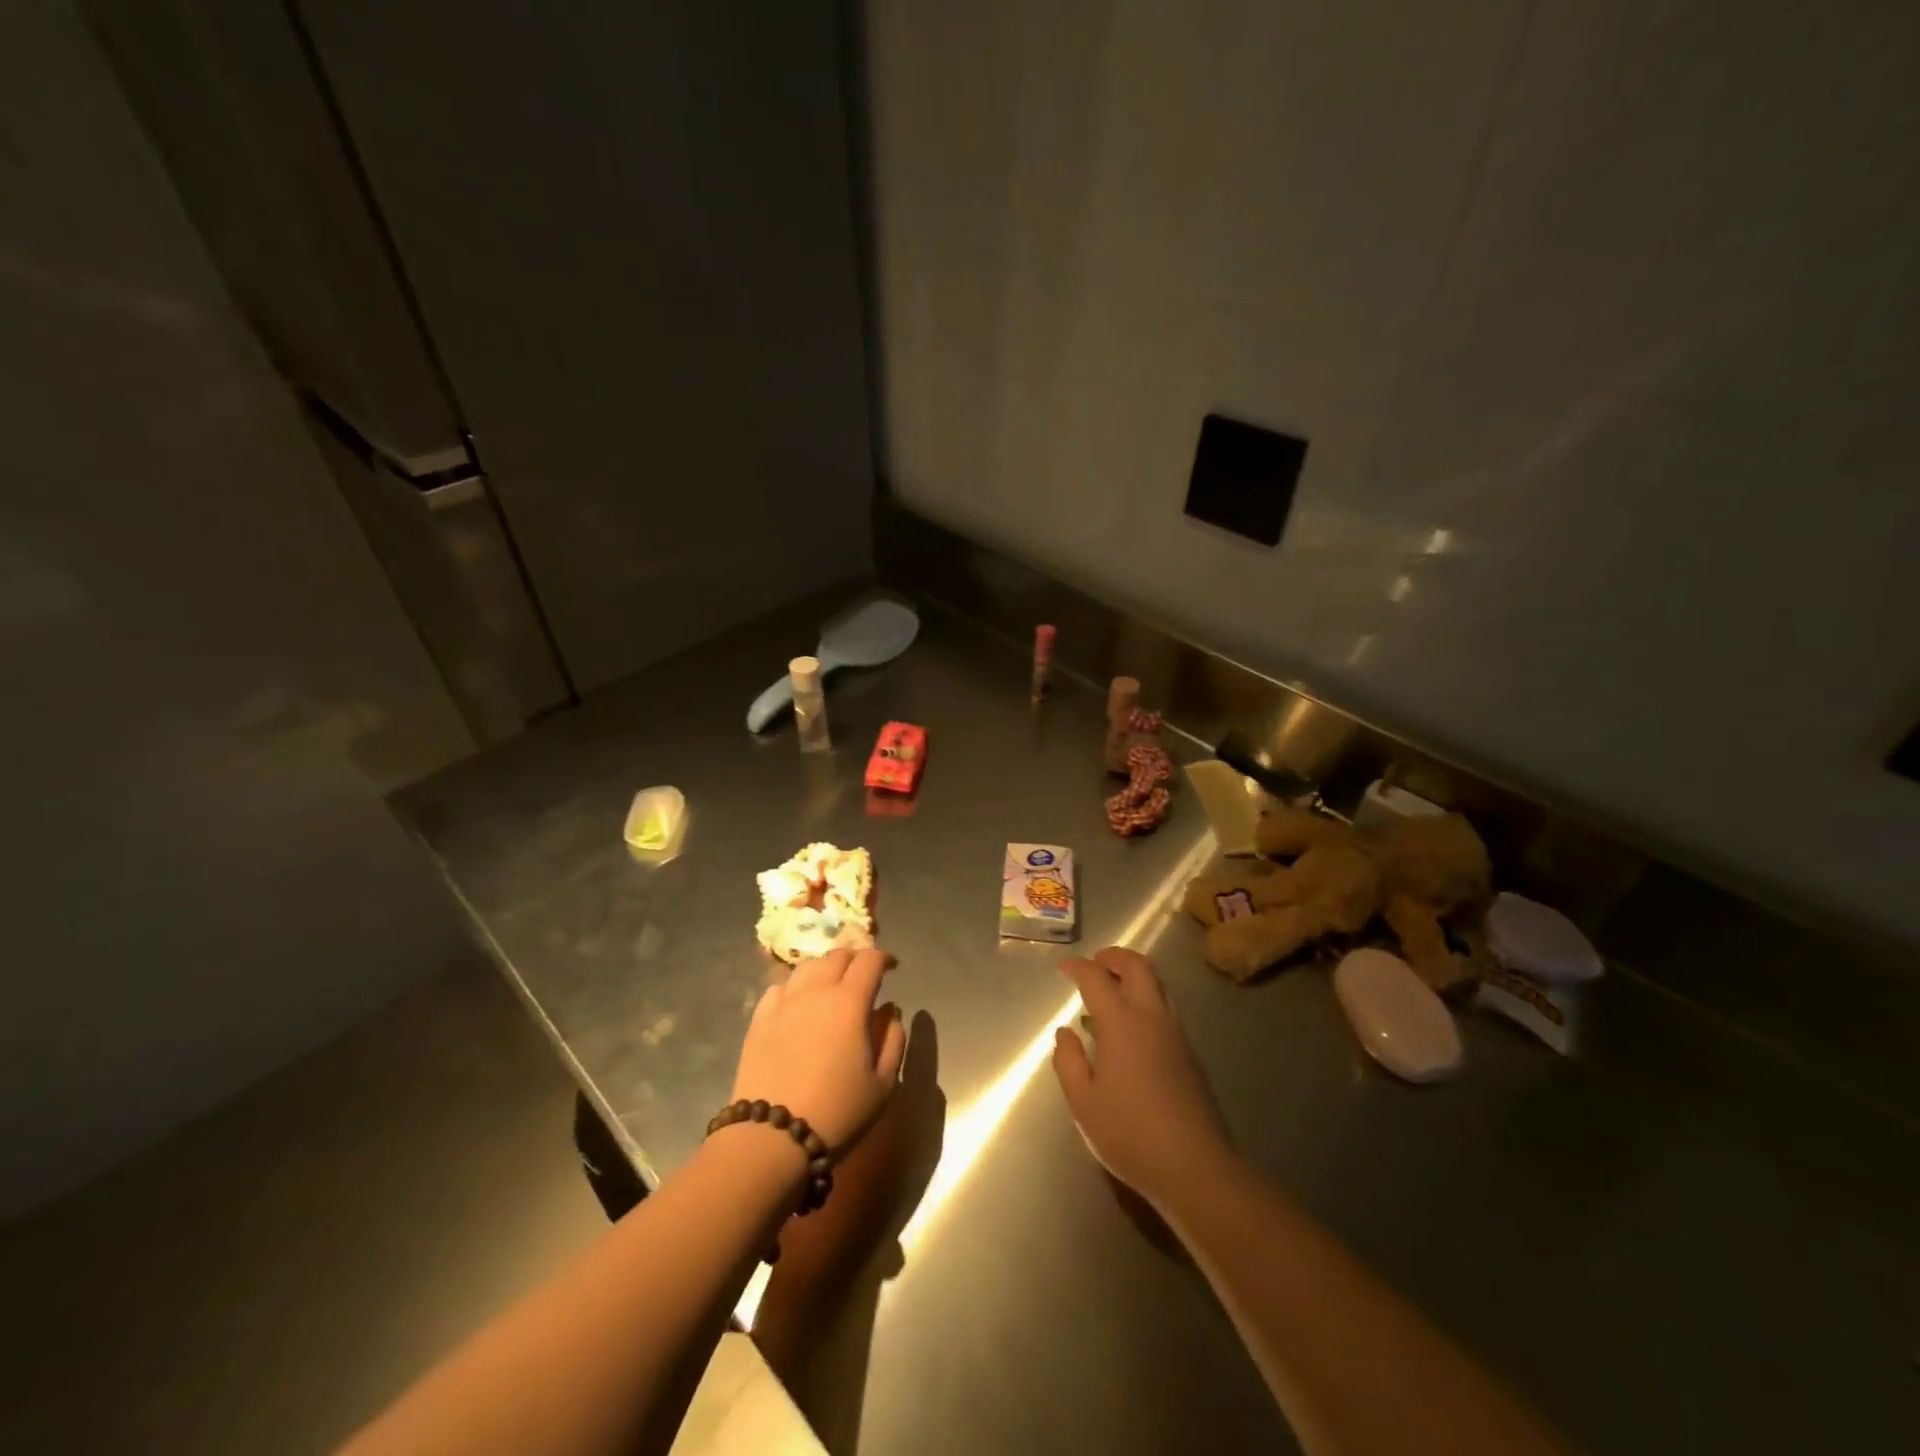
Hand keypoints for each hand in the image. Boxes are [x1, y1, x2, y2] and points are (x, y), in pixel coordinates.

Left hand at [734, 947, 905, 1154]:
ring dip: (825, 969)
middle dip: (855, 959)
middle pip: (837, 956)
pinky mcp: (759, 1019)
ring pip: (807, 967)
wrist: (772, 1137)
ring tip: (832, 985)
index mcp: (850, 1002)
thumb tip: (889, 1011)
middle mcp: (816, 991)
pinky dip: (796, 986)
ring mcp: (784, 1002)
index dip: (884, 958)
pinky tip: (799, 1002)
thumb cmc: (837, 1112)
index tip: (893, 968)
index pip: (870, 960)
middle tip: (864, 975)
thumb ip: (893, 1040)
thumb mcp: (882, 1083)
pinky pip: (780, 987)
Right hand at [1051, 947, 1232, 1207]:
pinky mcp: (1190, 1054)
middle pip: (1138, 966)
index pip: (1097, 978)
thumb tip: (1065, 1032)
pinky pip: (1166, 1010)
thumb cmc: (1130, 1134)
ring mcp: (1176, 1034)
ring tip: (1111, 994)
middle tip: (1094, 965)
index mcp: (1122, 1023)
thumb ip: (1068, 1061)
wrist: (1196, 1167)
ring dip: (1133, 977)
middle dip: (1114, 957)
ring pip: (1158, 985)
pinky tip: (1130, 1031)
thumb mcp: (1083, 1103)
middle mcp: (1152, 1018)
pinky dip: (1145, 1002)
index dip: (1078, 967)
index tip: (1063, 969)